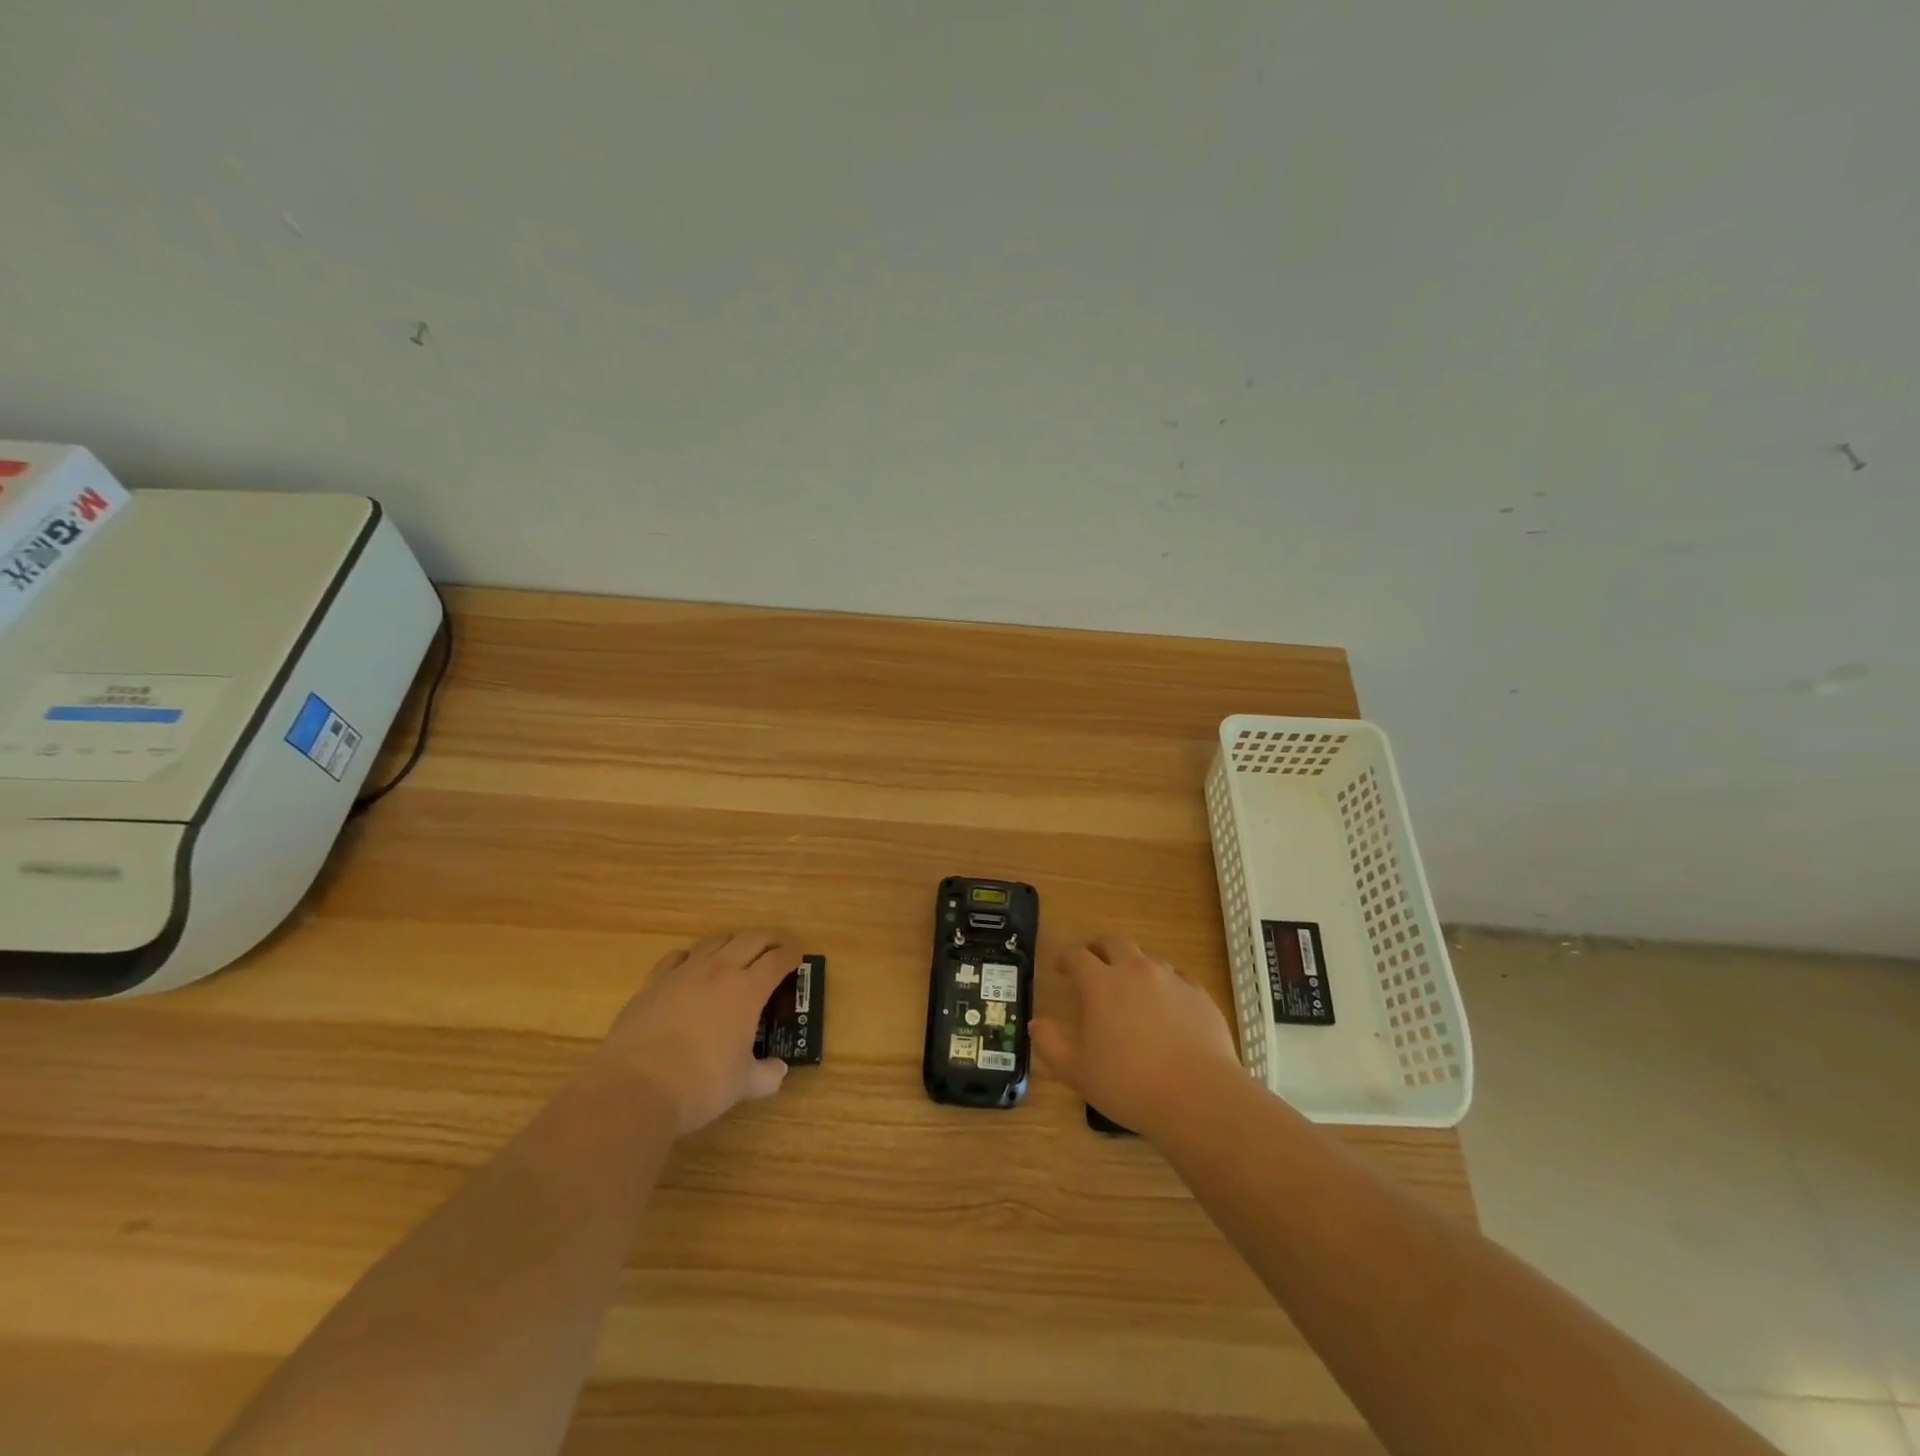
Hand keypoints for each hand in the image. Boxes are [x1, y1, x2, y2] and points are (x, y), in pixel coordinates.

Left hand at [594, 930, 800, 1135]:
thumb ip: (767, 1075)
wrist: (635, 1088)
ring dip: (733, 942)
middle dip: (769, 939)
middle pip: (751, 939)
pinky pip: (677, 957)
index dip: (792, 955)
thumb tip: (778, 1070)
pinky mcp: (653, 982)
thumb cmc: (700, 1084)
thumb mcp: (743, 1085)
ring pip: (715, 941)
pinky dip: (691, 957)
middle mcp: (719, 970)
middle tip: (776, 948)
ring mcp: (684, 973)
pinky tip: (691, 967)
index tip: (798, 957)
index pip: (778, 960)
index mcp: (748, 990)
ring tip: (737, 953)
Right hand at [1030, 936, 1240, 1137]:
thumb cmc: (1129, 1083)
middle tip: (1092, 962)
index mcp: (1102, 983)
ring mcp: (1172, 980)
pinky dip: (1165, 986)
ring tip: (1130, 989)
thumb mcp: (1077, 1070)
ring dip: (1133, 966)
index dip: (1066, 958)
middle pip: (1114, 943)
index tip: (1060, 968)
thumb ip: (1050, 1044)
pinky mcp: (1200, 995)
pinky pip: (1178, 980)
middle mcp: (1136, 971)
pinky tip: (1167, 1008)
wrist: (1198, 1096)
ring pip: (1148, 959)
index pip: (1078, 956)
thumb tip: (1036, 1024)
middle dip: (1099, 948)